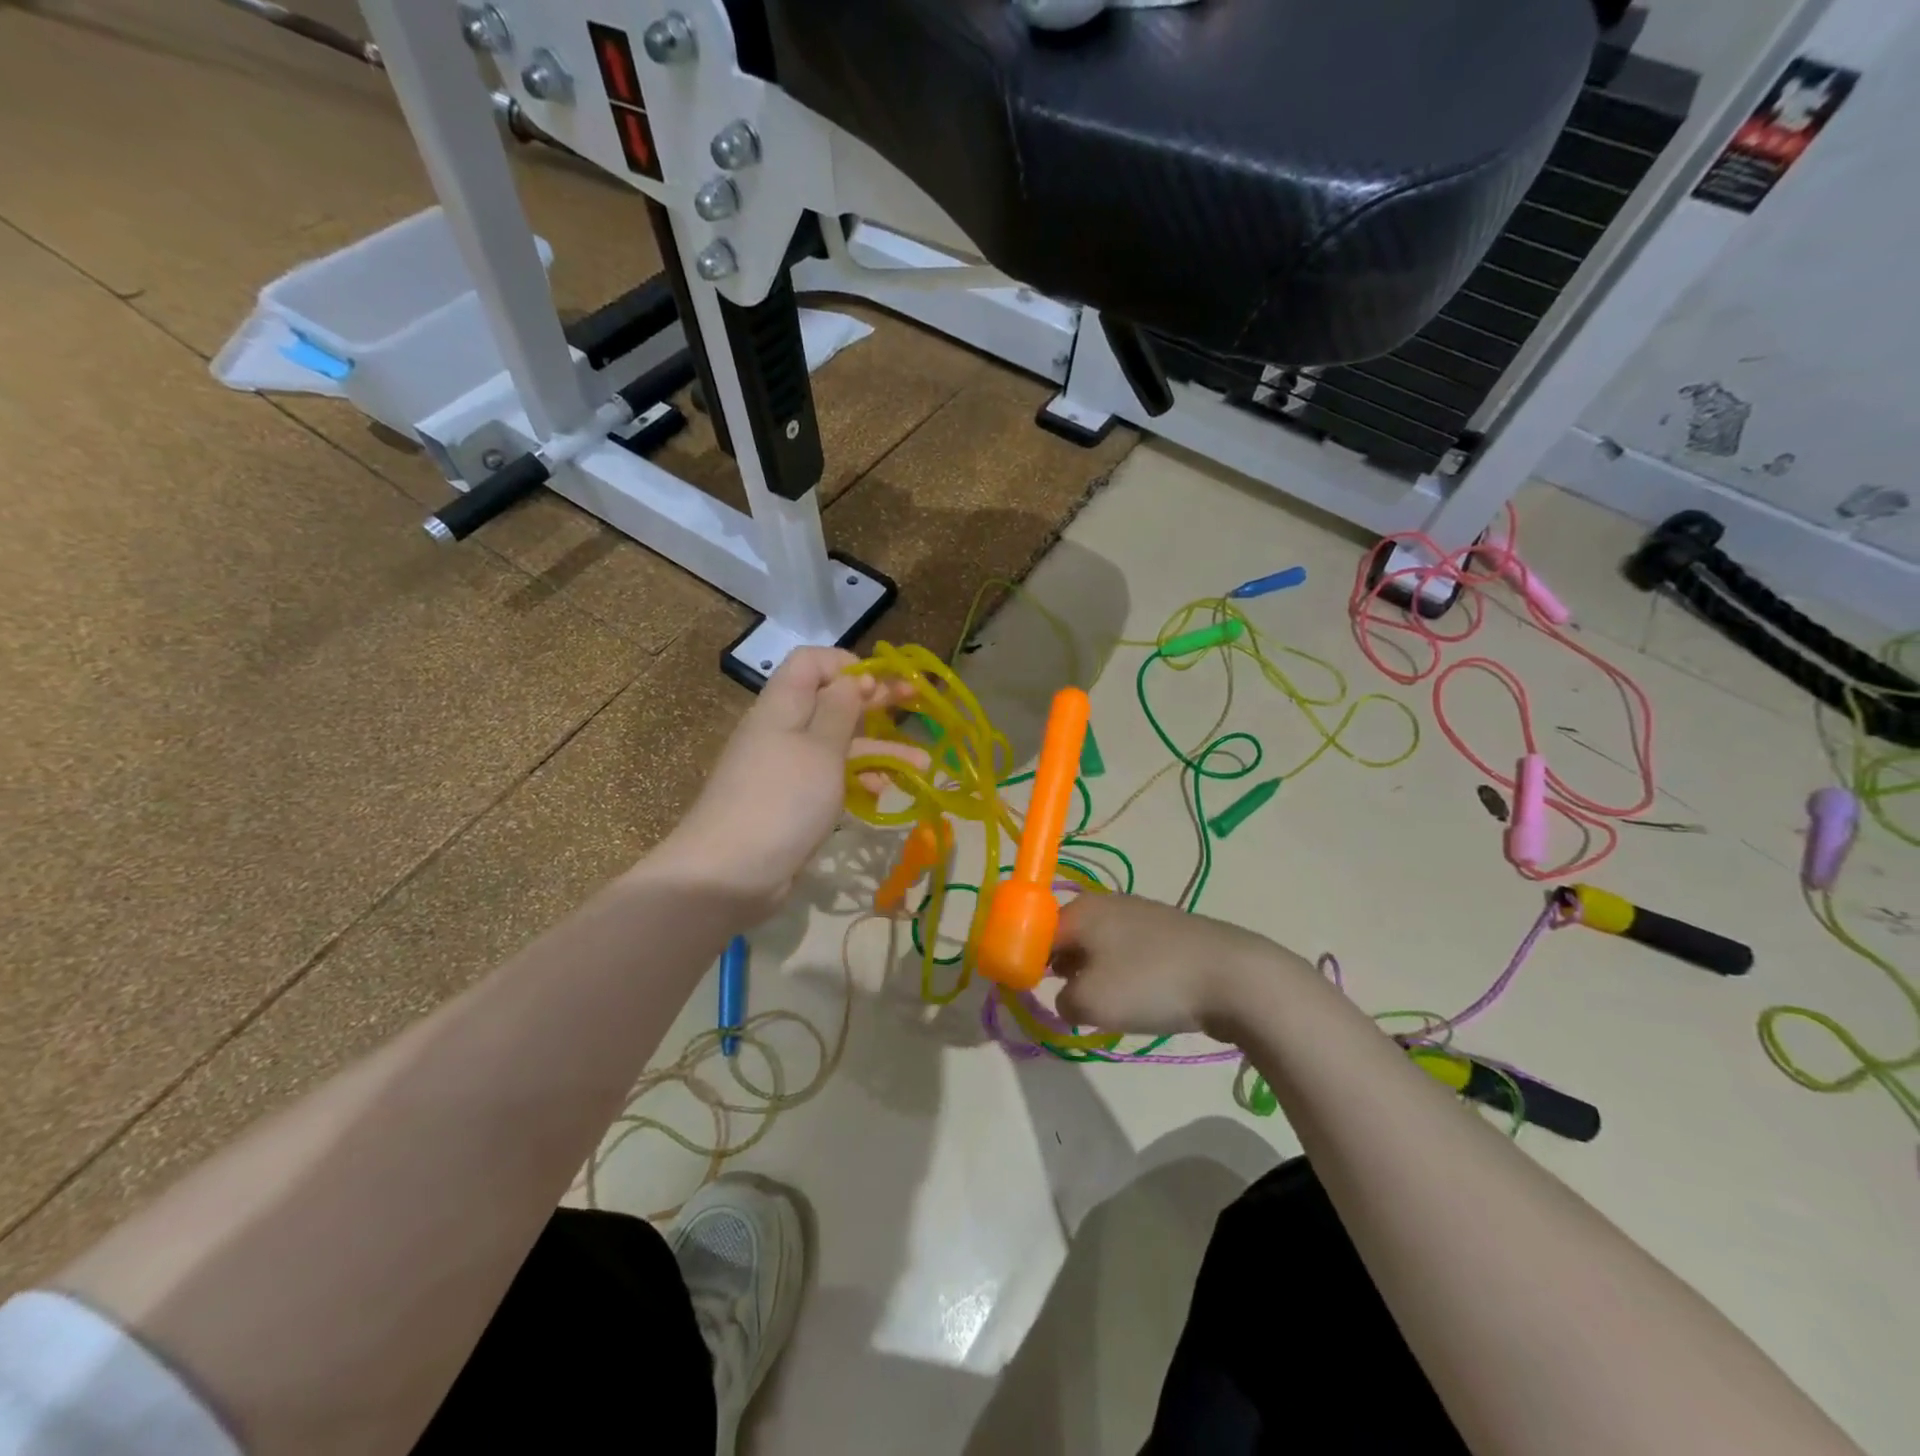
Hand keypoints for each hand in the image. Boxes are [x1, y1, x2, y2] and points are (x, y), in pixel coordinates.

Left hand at [659, 648, 921, 914]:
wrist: (729, 873)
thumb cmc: (782, 801)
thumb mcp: (820, 749)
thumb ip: (840, 709)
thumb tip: (853, 678)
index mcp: (783, 705)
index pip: (811, 662)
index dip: (848, 665)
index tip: (882, 685)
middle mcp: (783, 729)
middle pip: (831, 700)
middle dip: (875, 701)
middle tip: (917, 705)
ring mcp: (787, 767)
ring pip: (838, 744)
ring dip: (879, 748)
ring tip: (921, 764)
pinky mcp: (793, 801)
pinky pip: (831, 777)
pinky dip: (859, 779)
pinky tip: (884, 792)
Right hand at [1052, 894, 1308, 1038]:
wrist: (1233, 977)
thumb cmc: (1150, 983)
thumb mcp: (1091, 1001)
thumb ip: (1062, 1001)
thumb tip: (1068, 997)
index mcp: (1081, 909)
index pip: (1035, 931)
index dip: (1026, 962)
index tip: (1027, 993)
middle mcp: (1107, 903)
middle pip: (1067, 937)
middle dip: (1061, 970)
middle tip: (1069, 1004)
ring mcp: (1141, 915)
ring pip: (1100, 948)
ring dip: (1094, 976)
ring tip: (1106, 1007)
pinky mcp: (1168, 934)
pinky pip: (1129, 955)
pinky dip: (1125, 977)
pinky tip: (1140, 1000)